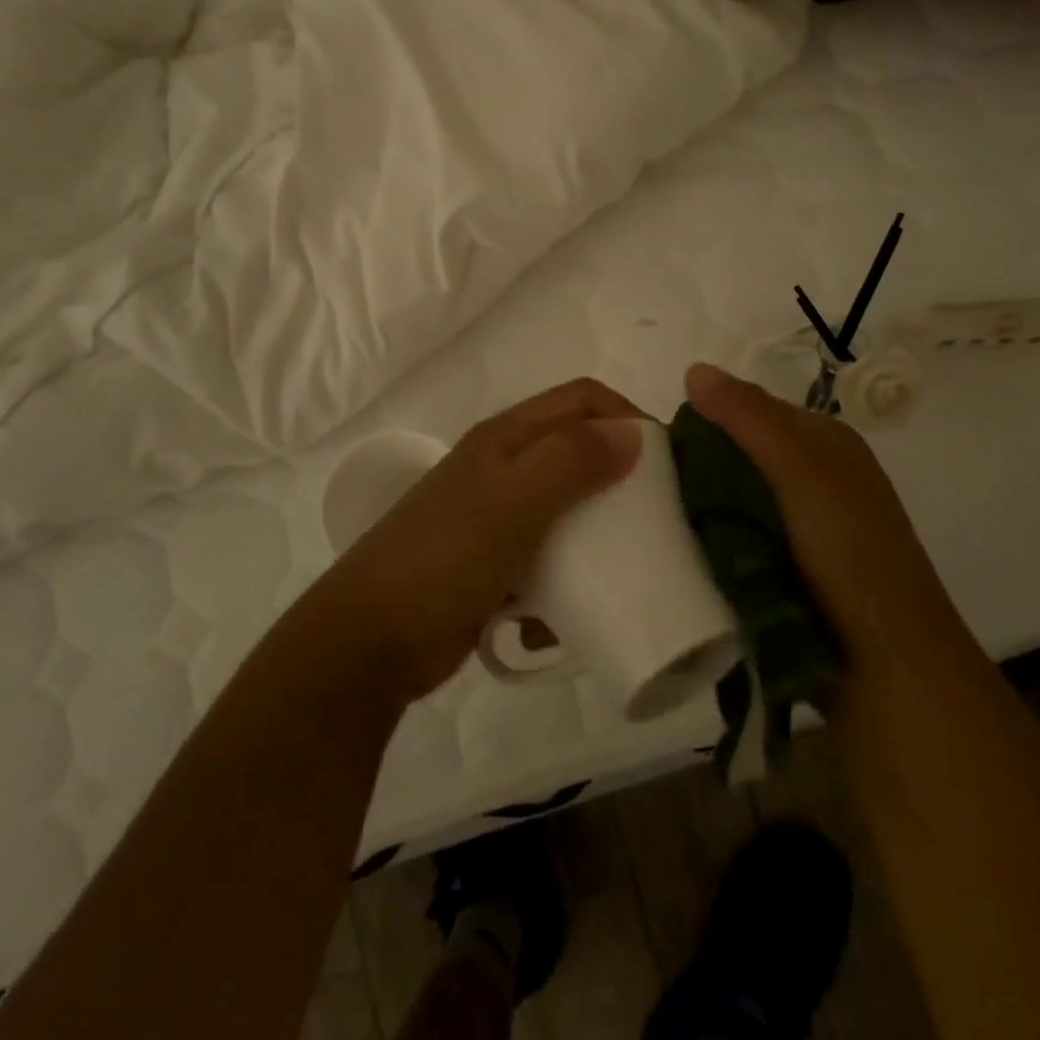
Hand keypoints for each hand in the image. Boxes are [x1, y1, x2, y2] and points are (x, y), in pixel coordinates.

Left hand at [310, 379, 644, 703]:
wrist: (371, 640)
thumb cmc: (445, 558)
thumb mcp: (512, 503)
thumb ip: (571, 461)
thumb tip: (634, 433)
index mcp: (506, 438)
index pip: (582, 400)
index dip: (627, 417)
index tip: (668, 463)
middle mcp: (504, 469)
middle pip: (579, 456)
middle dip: (619, 486)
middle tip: (657, 525)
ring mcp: (497, 519)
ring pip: (568, 516)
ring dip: (593, 547)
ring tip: (613, 580)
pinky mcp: (494, 566)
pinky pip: (546, 566)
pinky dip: (559, 590)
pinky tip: (555, 623)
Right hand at [684, 362, 960, 659]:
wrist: (887, 665)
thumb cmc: (849, 553)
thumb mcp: (802, 471)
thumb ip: (750, 418)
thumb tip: (693, 369)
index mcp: (823, 442)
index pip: (747, 409)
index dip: (703, 421)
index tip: (657, 449)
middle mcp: (812, 475)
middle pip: (736, 455)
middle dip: (696, 468)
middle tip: (650, 491)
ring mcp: (800, 525)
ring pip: (731, 498)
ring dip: (699, 508)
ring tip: (656, 522)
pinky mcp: (784, 567)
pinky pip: (734, 537)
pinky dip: (710, 540)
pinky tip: (682, 552)